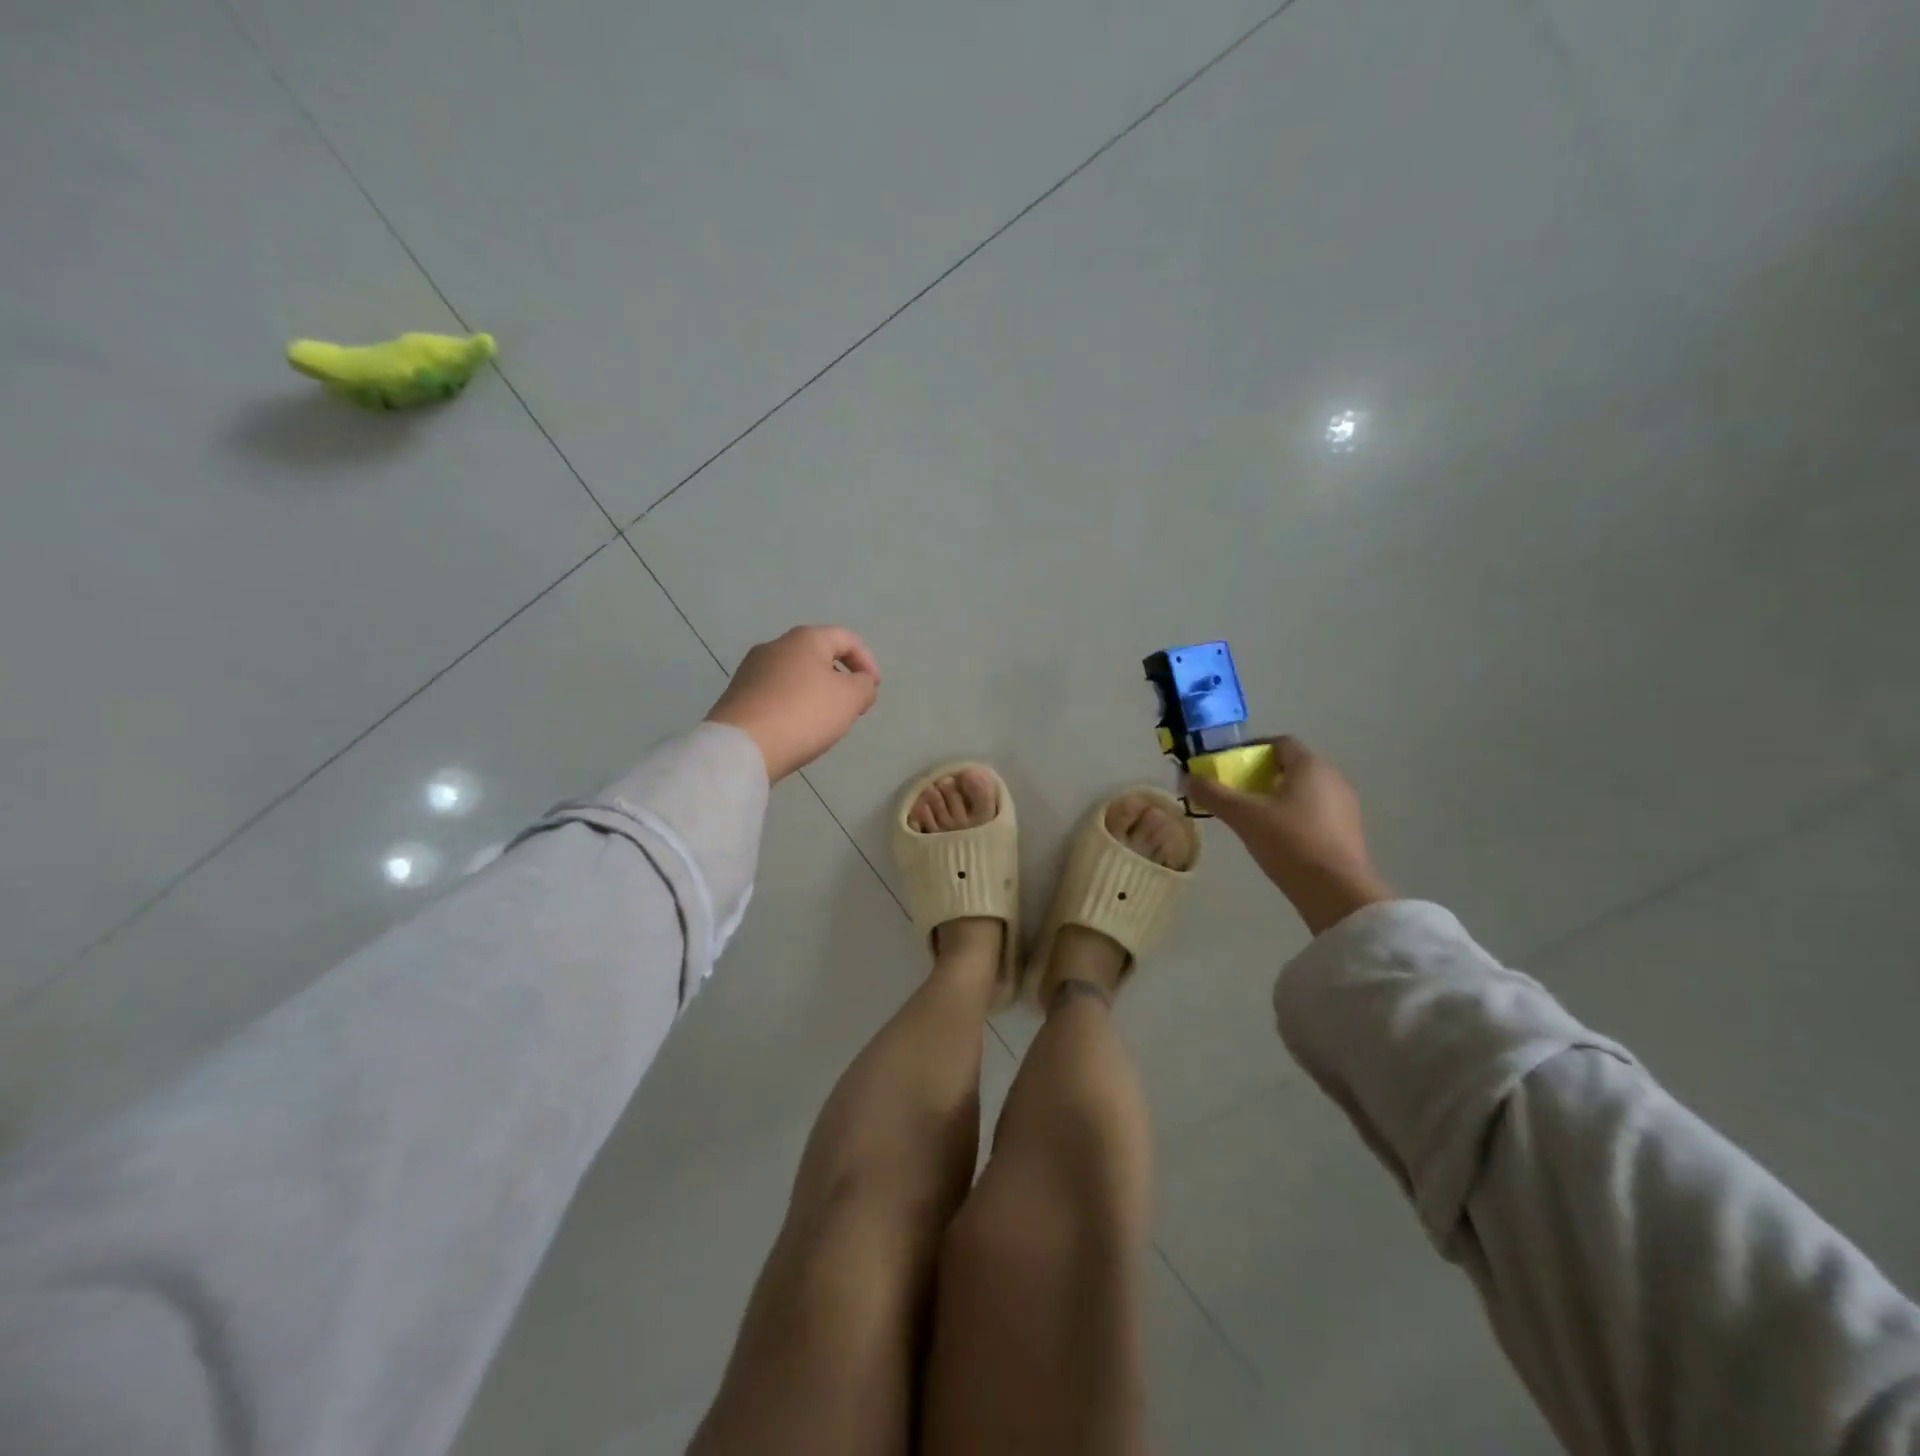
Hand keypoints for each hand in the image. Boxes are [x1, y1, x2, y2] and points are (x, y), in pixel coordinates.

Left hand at [705, 626, 880, 781]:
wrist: (743, 746)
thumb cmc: (804, 714)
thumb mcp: (850, 699)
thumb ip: (865, 686)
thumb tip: (860, 682)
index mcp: (805, 639)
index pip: (846, 638)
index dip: (867, 661)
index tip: (873, 690)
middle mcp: (775, 646)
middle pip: (819, 655)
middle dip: (841, 678)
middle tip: (852, 706)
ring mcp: (751, 670)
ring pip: (796, 675)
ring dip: (817, 693)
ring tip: (825, 721)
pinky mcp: (738, 695)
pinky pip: (776, 694)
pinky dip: (794, 705)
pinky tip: (797, 729)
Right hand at [1185, 737, 1391, 935]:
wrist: (1337, 892)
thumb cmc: (1290, 842)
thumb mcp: (1244, 816)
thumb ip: (1214, 795)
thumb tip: (1189, 778)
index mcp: (1310, 766)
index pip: (1279, 743)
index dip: (1251, 749)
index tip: (1228, 765)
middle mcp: (1333, 778)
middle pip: (1291, 766)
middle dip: (1260, 774)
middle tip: (1235, 791)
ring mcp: (1345, 806)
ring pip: (1304, 790)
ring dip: (1276, 796)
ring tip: (1251, 815)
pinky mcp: (1348, 832)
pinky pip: (1315, 811)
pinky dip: (1292, 814)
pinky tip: (1276, 836)